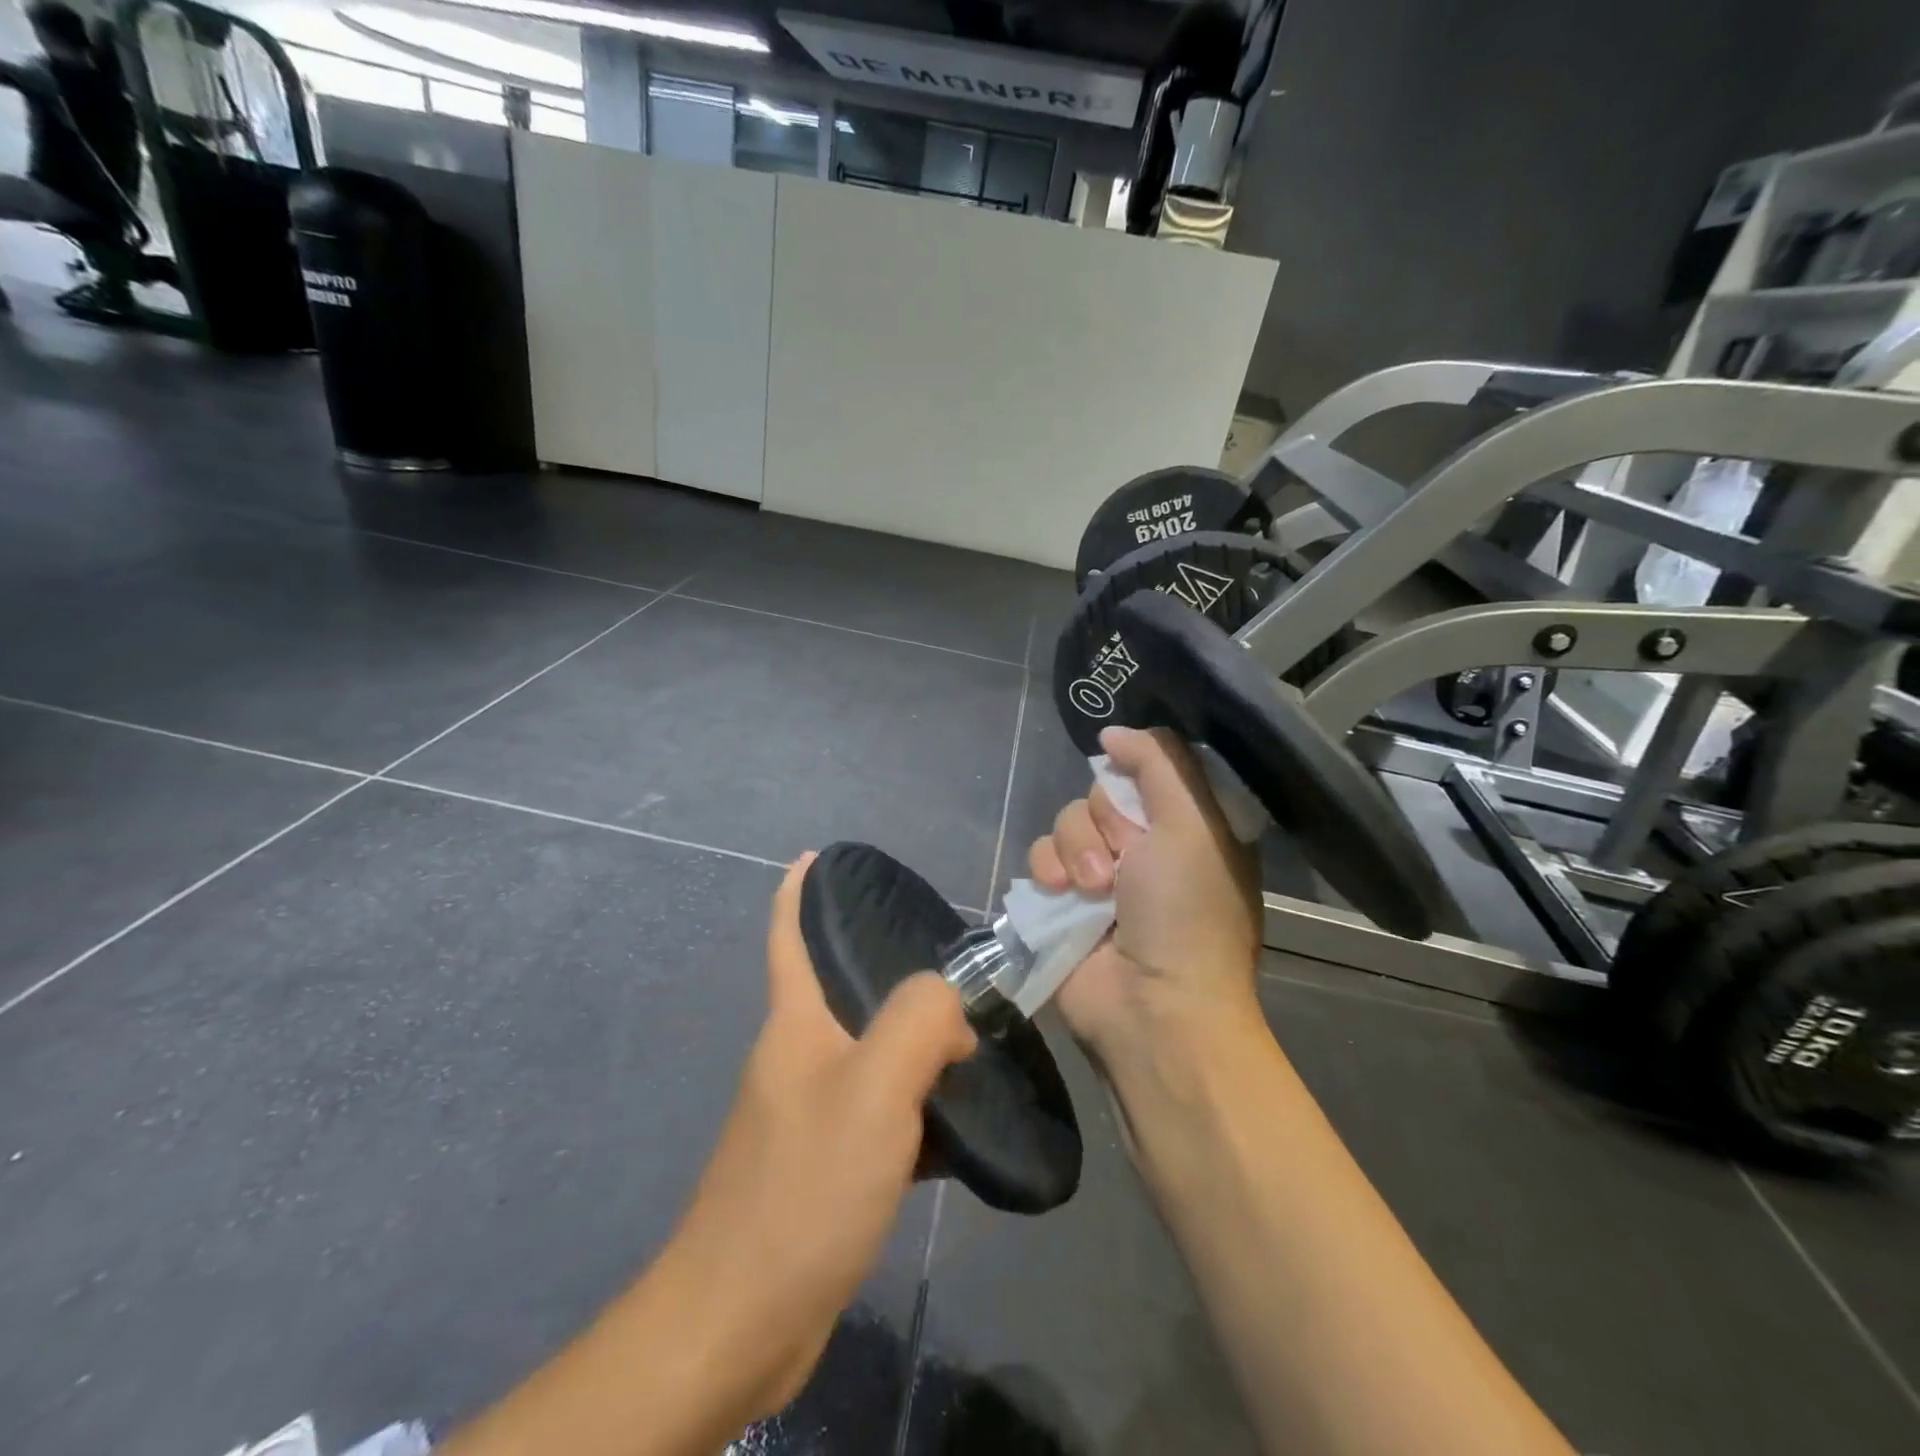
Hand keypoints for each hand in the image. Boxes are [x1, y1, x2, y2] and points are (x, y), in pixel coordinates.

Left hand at [663, 853, 976, 1420]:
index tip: (818, 856)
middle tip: (957, 970)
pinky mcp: (825, 1166)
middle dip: (895, 974)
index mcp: (797, 1024)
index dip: (799, 890)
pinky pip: (880, 1114)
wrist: (740, 1320)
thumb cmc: (804, 1186)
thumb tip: (951, 1007)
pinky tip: (961, 1122)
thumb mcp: (875, 1087)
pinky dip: (917, 1108)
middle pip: (847, 993)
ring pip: (873, 1056)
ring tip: (974, 1040)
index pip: (791, 935)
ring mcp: (809, 1113)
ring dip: (917, 1047)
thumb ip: (919, 1020)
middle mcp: (799, 1058)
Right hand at [1027, 727, 1261, 1067]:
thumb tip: (1113, 732)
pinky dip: (1048, 871)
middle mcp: (1143, 846)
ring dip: (1075, 850)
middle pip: (1100, 792)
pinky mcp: (1060, 900)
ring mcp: (1099, 874)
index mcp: (1185, 827)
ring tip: (1093, 891)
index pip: (1147, 769)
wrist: (1151, 1006)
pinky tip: (1062, 897)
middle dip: (1106, 822)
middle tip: (1125, 861)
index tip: (1136, 790)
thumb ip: (1159, 764)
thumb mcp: (1193, 824)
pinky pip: (1039, 855)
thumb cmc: (1187, 913)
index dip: (1136, 776)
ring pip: (1066, 820)